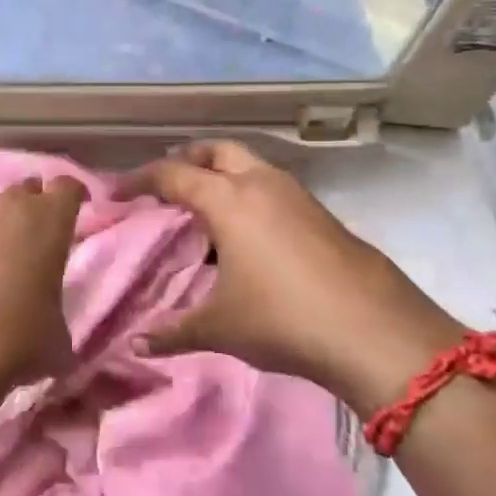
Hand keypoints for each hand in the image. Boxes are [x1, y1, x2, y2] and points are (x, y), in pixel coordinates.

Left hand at [0, 176, 86, 386]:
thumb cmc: (16, 342)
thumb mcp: (58, 339)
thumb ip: (56, 313)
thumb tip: (46, 322)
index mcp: (46, 222)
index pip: (67, 187)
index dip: (73, 196)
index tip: (77, 208)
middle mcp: (2, 210)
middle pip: (22, 192)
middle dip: (31, 208)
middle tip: (34, 239)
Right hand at [121, 141, 464, 414]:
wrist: (377, 334)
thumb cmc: (283, 319)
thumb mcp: (219, 328)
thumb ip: (173, 332)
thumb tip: (136, 344)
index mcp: (228, 201)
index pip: (172, 175)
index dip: (140, 180)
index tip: (118, 192)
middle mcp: (262, 186)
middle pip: (217, 151)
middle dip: (188, 159)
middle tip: (167, 182)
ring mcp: (299, 198)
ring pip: (252, 166)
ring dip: (224, 174)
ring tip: (207, 206)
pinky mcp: (325, 217)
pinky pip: (275, 189)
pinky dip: (252, 195)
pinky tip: (250, 234)